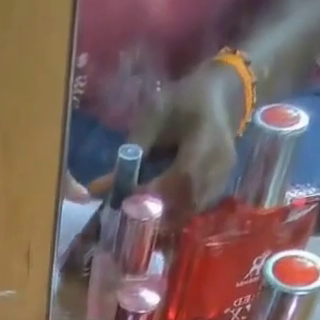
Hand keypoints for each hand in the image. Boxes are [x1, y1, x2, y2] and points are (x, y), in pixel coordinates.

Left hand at [127, 59, 263, 221]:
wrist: (221, 98)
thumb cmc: (183, 102)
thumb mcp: (154, 117)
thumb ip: (130, 153)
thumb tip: (97, 190)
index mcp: (206, 137)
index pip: (179, 178)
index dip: (151, 195)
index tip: (124, 202)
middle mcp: (219, 164)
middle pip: (184, 203)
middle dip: (153, 214)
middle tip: (127, 219)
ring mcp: (222, 180)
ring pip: (188, 214)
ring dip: (161, 221)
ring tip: (138, 219)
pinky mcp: (219, 191)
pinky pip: (193, 213)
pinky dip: (172, 218)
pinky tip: (155, 215)